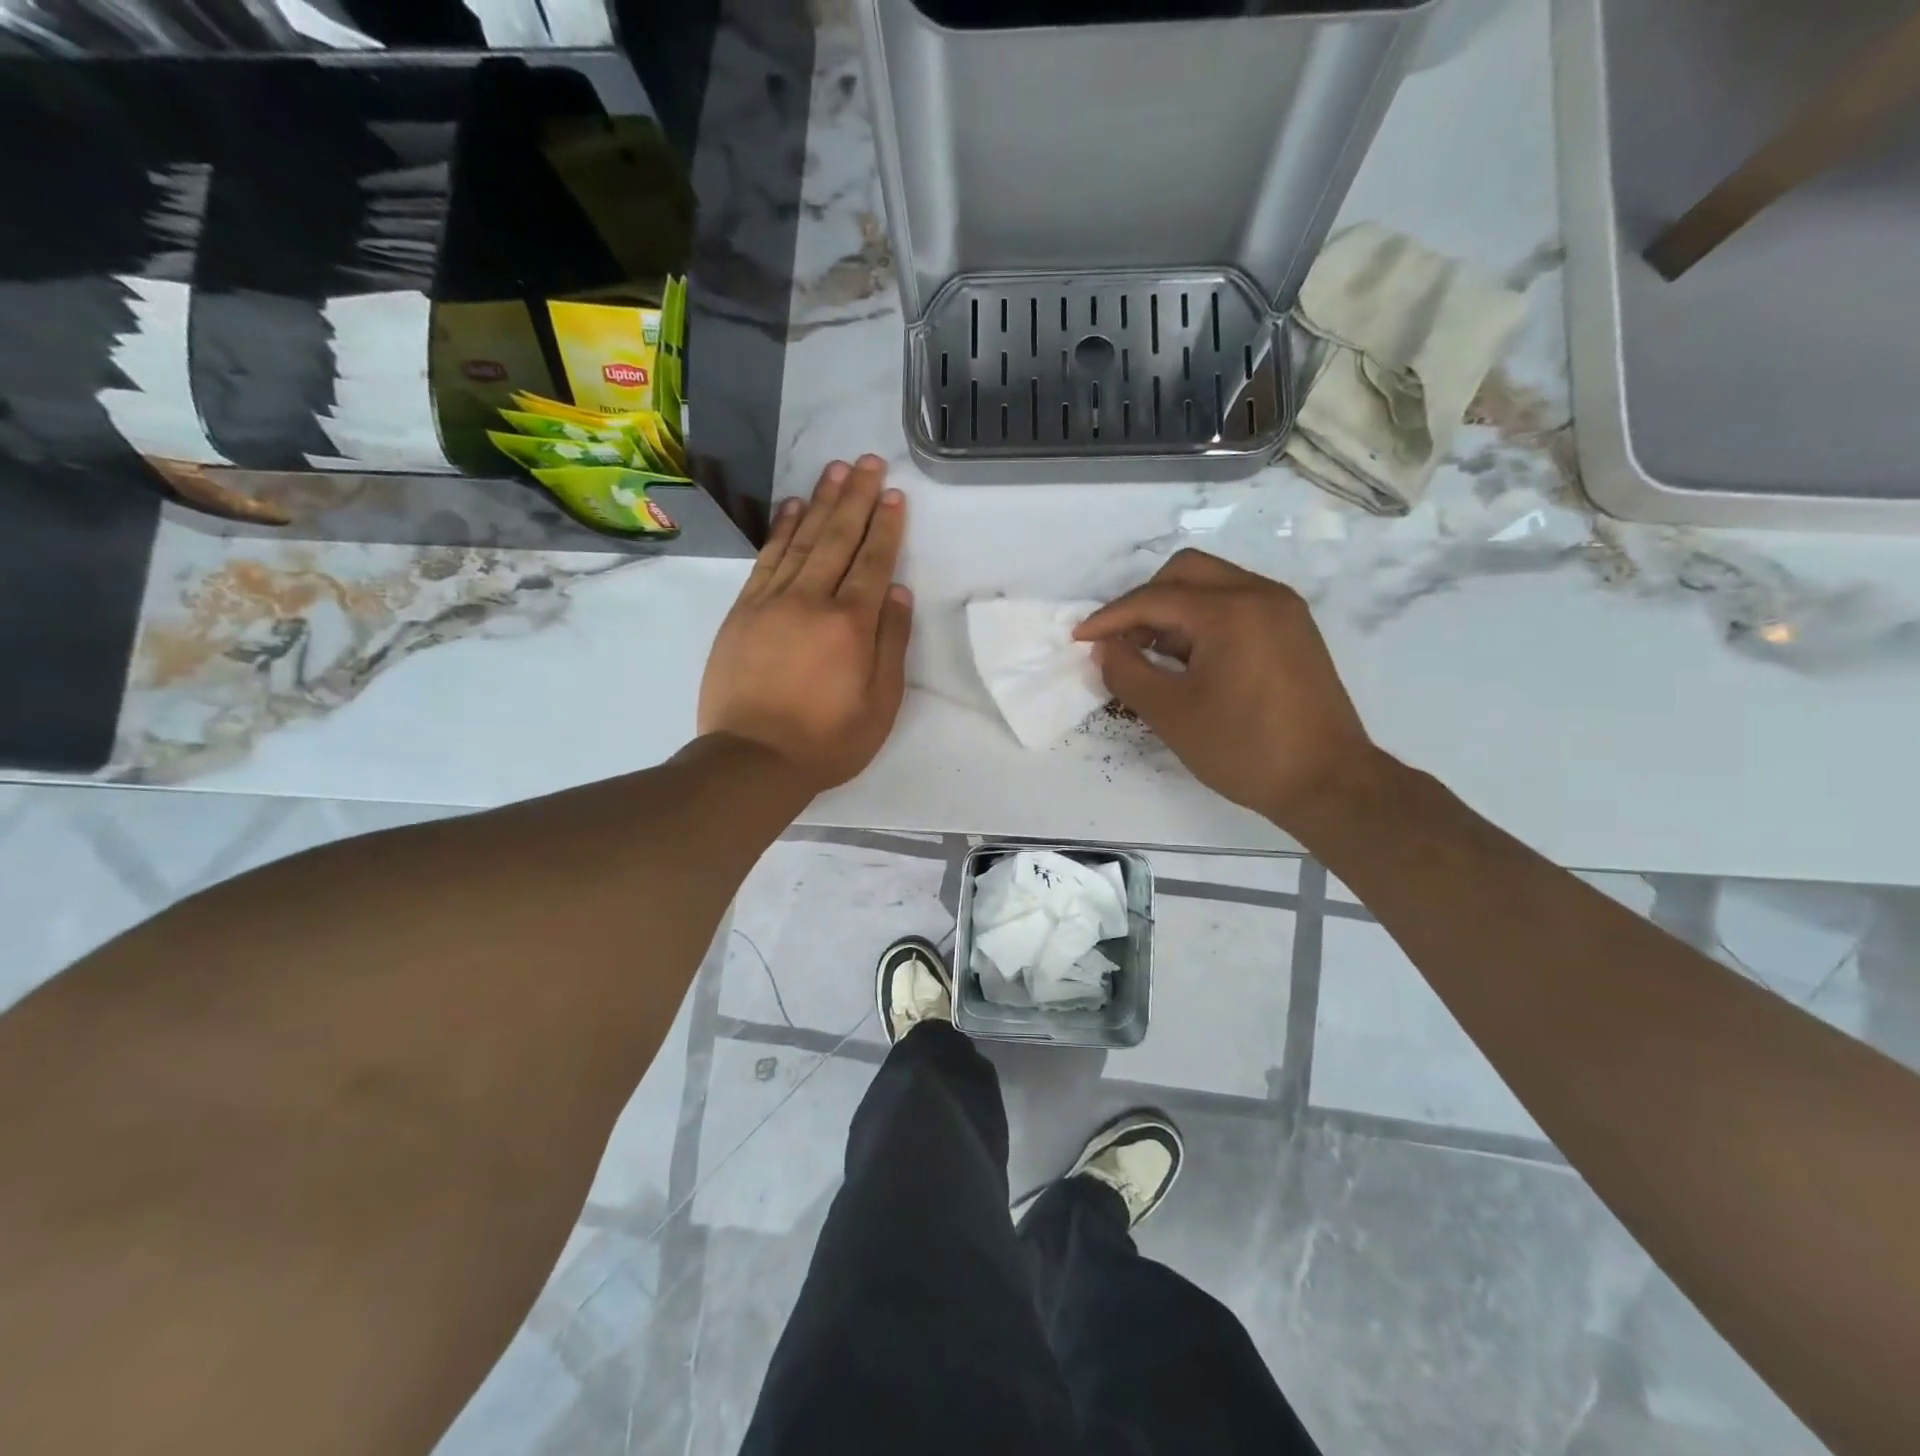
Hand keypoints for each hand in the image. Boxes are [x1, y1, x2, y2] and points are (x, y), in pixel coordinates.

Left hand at [698, 456, 912, 795]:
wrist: (752, 760)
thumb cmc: (827, 741)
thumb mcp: (880, 704)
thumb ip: (892, 644)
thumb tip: (898, 592)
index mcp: (851, 625)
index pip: (873, 562)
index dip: (886, 526)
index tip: (893, 494)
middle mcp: (811, 601)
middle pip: (837, 537)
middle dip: (855, 497)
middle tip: (867, 461)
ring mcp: (771, 602)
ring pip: (801, 540)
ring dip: (820, 502)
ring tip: (835, 470)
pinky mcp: (743, 611)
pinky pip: (766, 559)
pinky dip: (780, 529)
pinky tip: (792, 507)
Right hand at [1075, 549, 1377, 830]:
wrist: (1327, 781)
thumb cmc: (1244, 748)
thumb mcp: (1170, 714)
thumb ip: (1127, 672)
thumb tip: (1104, 648)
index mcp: (1230, 611)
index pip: (1155, 598)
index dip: (1111, 617)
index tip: (1079, 638)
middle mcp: (1260, 594)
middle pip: (1185, 572)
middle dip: (1144, 602)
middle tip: (1122, 642)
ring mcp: (1283, 609)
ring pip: (1212, 584)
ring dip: (1174, 609)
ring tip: (1154, 655)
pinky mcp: (1293, 629)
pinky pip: (1236, 604)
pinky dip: (1204, 620)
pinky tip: (1191, 659)